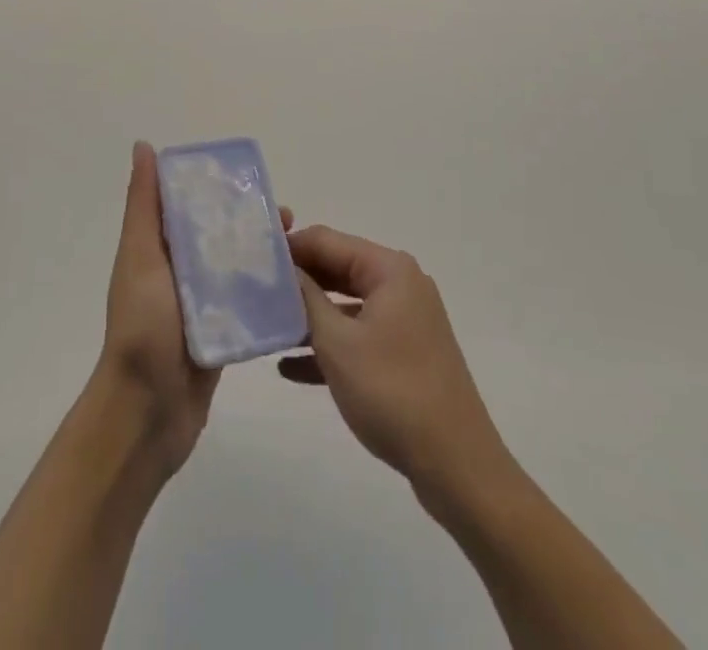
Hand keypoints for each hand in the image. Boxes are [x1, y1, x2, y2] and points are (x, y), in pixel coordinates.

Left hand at [96, 142, 290, 476]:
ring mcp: (203, 305)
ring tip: (300, 249)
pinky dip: (268, 293)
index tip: (254, 181)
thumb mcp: (140, 256)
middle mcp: (180, 272)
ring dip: (264, 256)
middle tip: (289, 217)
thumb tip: (143, 146)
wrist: (146, 413)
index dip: (219, 189)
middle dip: (251, 222)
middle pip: (220, 235)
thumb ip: (144, 205)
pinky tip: (299, 287)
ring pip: (237, 268)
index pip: (191, 205)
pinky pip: (248, 305)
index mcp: (159, 249)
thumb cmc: (142, 327)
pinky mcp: (223, 334)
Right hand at [280, 225, 511, 502]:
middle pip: (337, 269)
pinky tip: (289, 367)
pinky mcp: (404, 354)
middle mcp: (400, 285)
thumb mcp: (337, 343)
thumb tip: (281, 266)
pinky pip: (358, 337)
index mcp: (389, 269)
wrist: (456, 465)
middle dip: (297, 282)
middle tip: (253, 294)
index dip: (289, 247)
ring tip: (265, 327)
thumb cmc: (392, 392)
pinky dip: (328, 346)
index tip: (250, 262)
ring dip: (308, 317)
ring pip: (345, 306)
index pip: (327, 240)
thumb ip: (305, 298)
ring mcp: (405, 320)